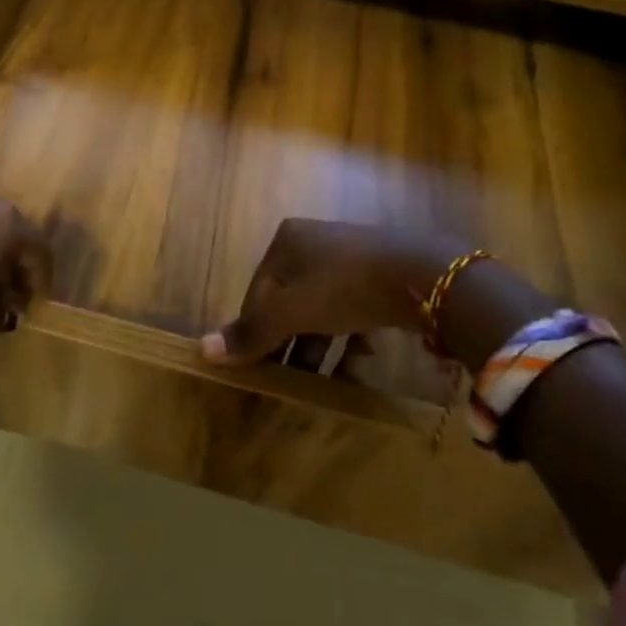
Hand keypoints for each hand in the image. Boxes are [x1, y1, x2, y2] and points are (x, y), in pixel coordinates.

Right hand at [204, 218, 555, 368]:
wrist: (423, 274)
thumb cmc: (344, 286)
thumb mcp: (292, 312)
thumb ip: (251, 332)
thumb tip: (202, 350)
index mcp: (287, 241)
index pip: (257, 292)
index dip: (255, 332)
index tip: (258, 371)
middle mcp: (315, 243)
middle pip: (288, 301)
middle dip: (288, 344)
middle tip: (287, 382)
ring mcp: (349, 257)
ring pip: (321, 310)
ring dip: (318, 348)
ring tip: (318, 384)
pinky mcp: (379, 275)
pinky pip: (351, 311)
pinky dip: (348, 340)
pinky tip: (355, 367)